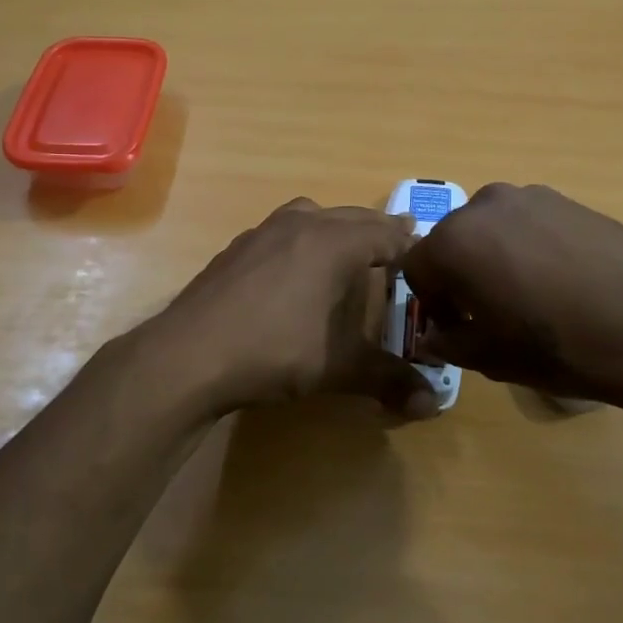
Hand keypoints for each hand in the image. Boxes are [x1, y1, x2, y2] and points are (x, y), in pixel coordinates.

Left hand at [149, 199, 439, 420]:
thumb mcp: (338, 368)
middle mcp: (301, 224)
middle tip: (397, 248)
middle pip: (353, 217)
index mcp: (334, 242)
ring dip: (336, 227)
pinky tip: (294, 272)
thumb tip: (432, 406)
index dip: (411, 245)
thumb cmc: (275, 351)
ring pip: (312, 216)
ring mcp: (263, 231)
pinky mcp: (236, 247)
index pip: (387, 234)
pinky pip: (281, 231)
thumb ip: (388, 380)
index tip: (427, 256)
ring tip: (346, 252)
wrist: (190, 354)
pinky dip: (301, 240)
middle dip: (377, 232)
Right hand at [401, 184, 622, 412]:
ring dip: (493, 258)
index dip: (431, 303)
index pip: (416, 268)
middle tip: (490, 313)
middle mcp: (484, 205)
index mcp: (455, 241)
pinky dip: (527, 246)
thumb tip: (435, 335)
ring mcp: (530, 196)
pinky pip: (527, 222)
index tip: (457, 328)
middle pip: (452, 242)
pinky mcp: (567, 199)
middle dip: (459, 276)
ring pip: (490, 229)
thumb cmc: (560, 347)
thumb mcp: (491, 357)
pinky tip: (560, 279)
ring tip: (529, 295)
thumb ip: (449, 341)